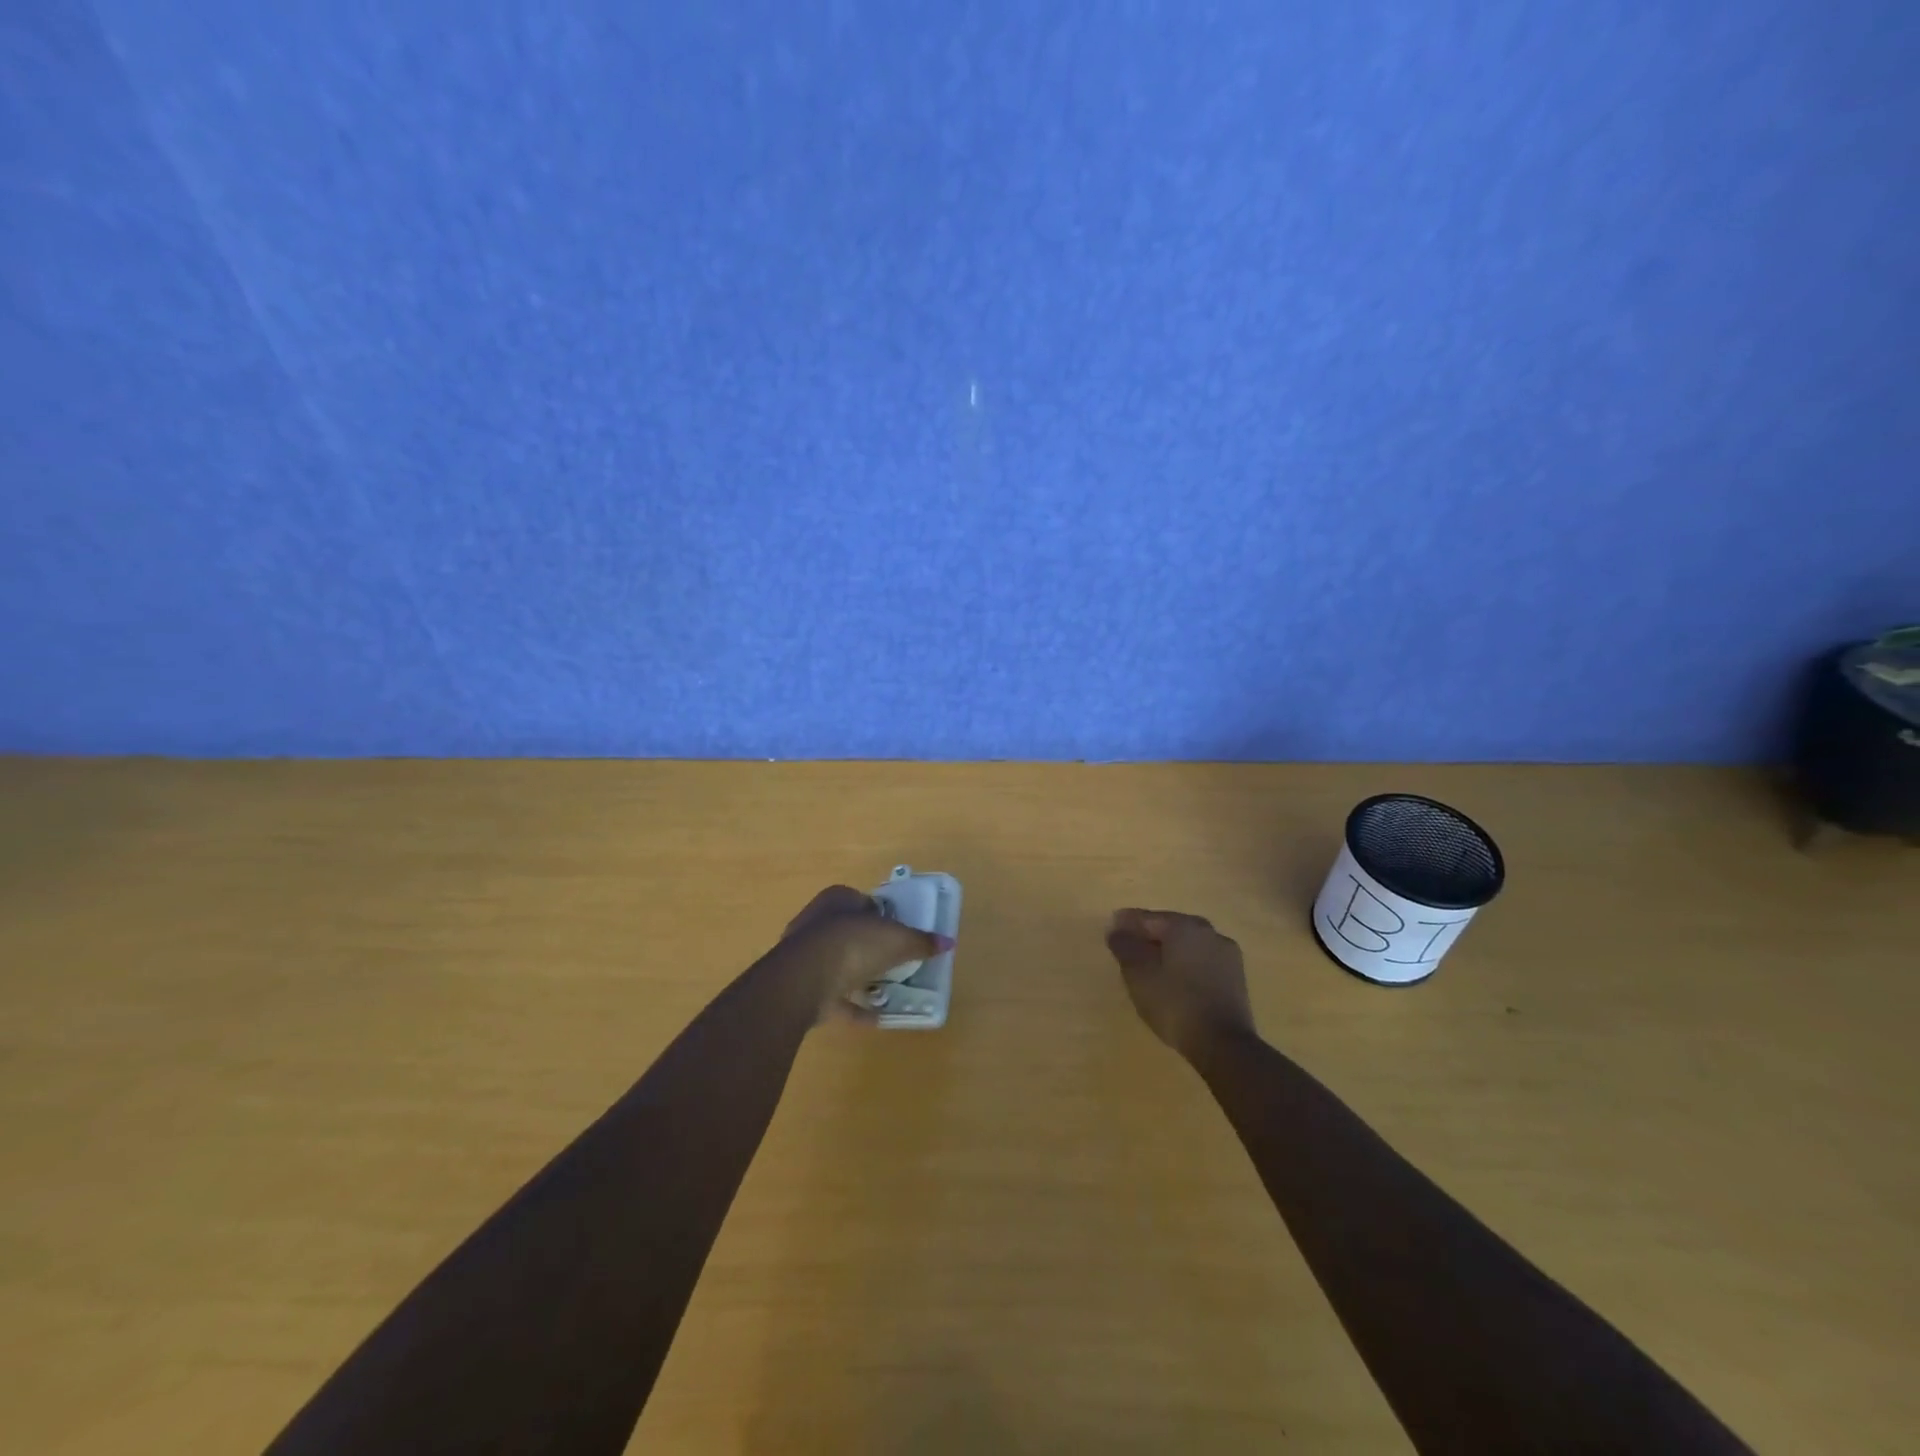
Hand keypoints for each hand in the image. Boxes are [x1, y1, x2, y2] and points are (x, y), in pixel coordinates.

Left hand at [779, 886, 952, 1023]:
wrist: (804, 979)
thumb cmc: (853, 945)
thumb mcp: (897, 940)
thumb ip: (921, 942)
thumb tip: (948, 942)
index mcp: (838, 899)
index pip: (865, 902)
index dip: (884, 917)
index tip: (900, 935)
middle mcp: (817, 920)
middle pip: (850, 932)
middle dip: (870, 947)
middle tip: (895, 963)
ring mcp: (804, 954)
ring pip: (838, 963)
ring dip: (858, 976)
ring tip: (885, 990)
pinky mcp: (799, 984)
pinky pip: (831, 994)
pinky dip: (850, 1005)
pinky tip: (873, 1017)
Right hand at [1105, 909, 1256, 1059]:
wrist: (1224, 1044)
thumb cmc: (1175, 1004)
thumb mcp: (1139, 975)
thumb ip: (1125, 946)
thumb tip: (1117, 929)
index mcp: (1184, 926)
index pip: (1148, 918)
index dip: (1126, 923)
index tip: (1110, 930)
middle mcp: (1209, 932)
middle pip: (1171, 929)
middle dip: (1149, 936)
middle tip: (1129, 948)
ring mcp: (1227, 955)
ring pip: (1189, 945)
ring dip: (1169, 951)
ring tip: (1150, 966)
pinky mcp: (1236, 978)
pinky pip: (1202, 962)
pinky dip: (1186, 965)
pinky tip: (1175, 981)